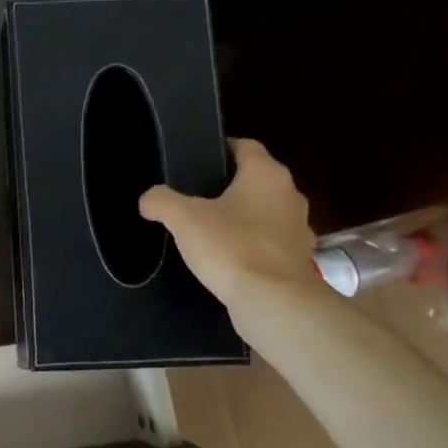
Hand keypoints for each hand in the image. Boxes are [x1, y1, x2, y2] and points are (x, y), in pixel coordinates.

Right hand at [139, 139, 316, 304]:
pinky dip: (252, 246)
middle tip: (195, 197)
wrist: (273, 302)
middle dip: (229, 186)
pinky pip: (270, 243)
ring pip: (265, 212)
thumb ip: (161, 201)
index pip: (245, 146)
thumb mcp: (183, 219)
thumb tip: (148, 199)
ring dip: (243, 217)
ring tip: (210, 230)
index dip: (219, 149)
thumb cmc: (231, 247)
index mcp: (266, 174)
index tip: (196, 162)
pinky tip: (229, 259)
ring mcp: (299, 229)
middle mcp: (290, 194)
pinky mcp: (299, 260)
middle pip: (256, 179)